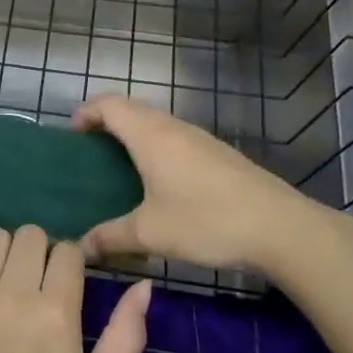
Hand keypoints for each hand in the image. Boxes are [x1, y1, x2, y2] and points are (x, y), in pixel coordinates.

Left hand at [0, 226, 150, 352]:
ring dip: (1, 251)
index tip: (64, 283)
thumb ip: (126, 337)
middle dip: (38, 252)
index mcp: (56, 311)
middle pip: (31, 235)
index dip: (70, 262)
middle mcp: (13, 293)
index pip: (68, 250)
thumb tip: (143, 285)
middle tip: (32, 283)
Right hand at [74, 95, 352, 276]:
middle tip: (89, 155)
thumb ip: (111, 237)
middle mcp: (173, 128)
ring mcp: (200, 139)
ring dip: (133, 137)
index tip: (72, 135)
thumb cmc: (206, 221)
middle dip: (106, 124)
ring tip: (118, 170)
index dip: (86, 112)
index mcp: (150, 136)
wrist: (280, 228)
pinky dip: (156, 150)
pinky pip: (175, 140)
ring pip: (156, 125)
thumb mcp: (150, 234)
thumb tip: (81, 247)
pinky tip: (158, 184)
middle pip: (132, 110)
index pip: (109, 104)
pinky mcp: (218, 155)